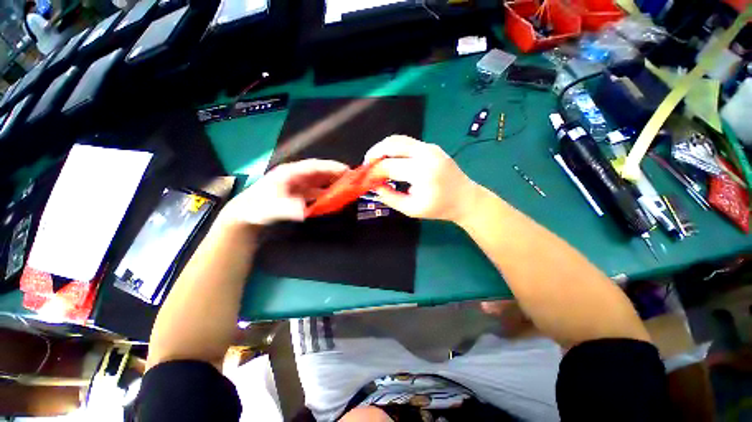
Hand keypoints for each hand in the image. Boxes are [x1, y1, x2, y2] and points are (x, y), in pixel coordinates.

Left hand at [221, 159, 348, 225]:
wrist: (247, 215)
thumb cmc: (258, 208)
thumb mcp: (271, 209)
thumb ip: (288, 209)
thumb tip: (304, 211)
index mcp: (289, 173)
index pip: (314, 166)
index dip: (330, 167)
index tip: (346, 170)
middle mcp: (295, 176)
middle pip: (319, 172)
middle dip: (335, 174)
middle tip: (352, 178)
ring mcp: (297, 184)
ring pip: (318, 181)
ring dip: (332, 183)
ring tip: (346, 187)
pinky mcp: (298, 193)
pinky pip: (316, 191)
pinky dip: (325, 193)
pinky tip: (333, 198)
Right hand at [365, 135, 479, 222]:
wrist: (465, 199)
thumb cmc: (439, 208)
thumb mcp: (411, 209)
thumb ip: (389, 197)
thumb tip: (374, 185)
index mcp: (422, 172)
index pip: (389, 166)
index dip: (373, 172)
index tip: (365, 178)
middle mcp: (426, 154)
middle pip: (392, 144)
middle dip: (374, 153)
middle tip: (367, 165)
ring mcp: (430, 147)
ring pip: (398, 139)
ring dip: (383, 148)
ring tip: (376, 162)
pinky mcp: (431, 146)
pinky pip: (407, 143)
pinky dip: (394, 149)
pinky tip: (391, 160)